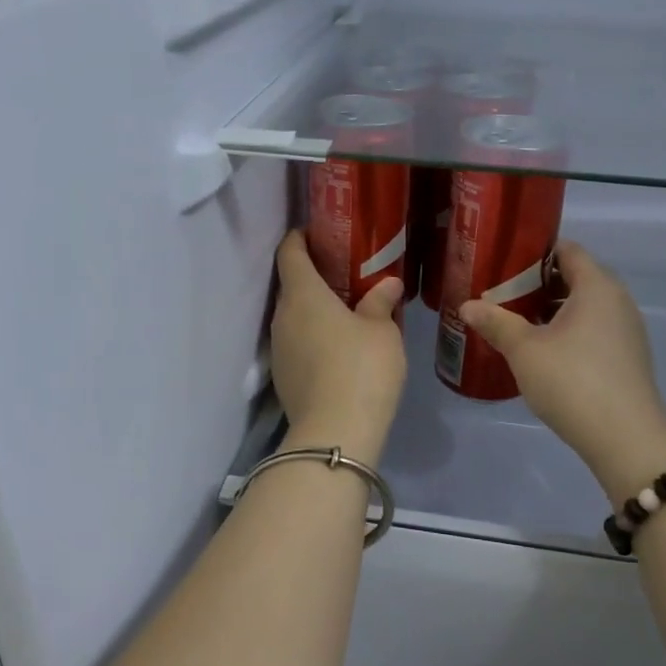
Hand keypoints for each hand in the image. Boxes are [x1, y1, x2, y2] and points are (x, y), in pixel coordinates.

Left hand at [271, 231, 405, 460]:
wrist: (336, 433)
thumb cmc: (362, 367)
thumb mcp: (382, 331)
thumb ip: (381, 302)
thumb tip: (388, 284)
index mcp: (303, 294)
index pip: (289, 252)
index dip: (299, 238)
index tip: (316, 233)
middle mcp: (282, 317)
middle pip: (290, 285)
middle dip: (312, 276)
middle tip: (344, 274)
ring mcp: (278, 349)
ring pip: (293, 317)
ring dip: (312, 310)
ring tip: (344, 312)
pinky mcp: (283, 377)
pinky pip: (296, 344)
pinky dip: (312, 337)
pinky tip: (337, 348)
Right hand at [460, 242, 665, 504]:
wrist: (626, 438)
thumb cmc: (572, 381)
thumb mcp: (524, 350)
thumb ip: (496, 323)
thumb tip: (467, 305)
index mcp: (596, 286)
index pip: (567, 250)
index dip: (535, 252)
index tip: (504, 263)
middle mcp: (617, 300)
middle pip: (576, 277)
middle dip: (539, 283)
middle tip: (503, 294)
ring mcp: (627, 330)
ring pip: (585, 306)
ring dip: (553, 310)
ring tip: (518, 323)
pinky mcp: (628, 357)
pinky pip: (594, 329)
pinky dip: (570, 331)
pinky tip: (544, 352)